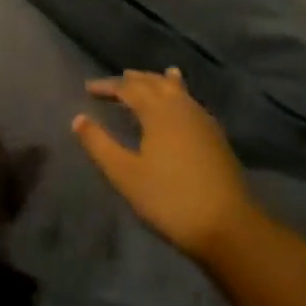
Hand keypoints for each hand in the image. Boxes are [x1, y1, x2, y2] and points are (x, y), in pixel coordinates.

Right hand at [73, 68, 264, 266]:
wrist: (227, 225)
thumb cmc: (168, 198)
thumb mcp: (124, 174)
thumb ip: (99, 144)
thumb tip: (78, 119)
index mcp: (159, 112)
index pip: (129, 88)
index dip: (108, 86)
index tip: (88, 88)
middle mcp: (183, 108)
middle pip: (156, 83)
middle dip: (133, 80)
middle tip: (115, 82)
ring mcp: (203, 121)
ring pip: (177, 91)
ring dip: (158, 83)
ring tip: (147, 80)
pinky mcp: (215, 137)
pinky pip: (190, 103)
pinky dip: (177, 95)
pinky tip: (178, 107)